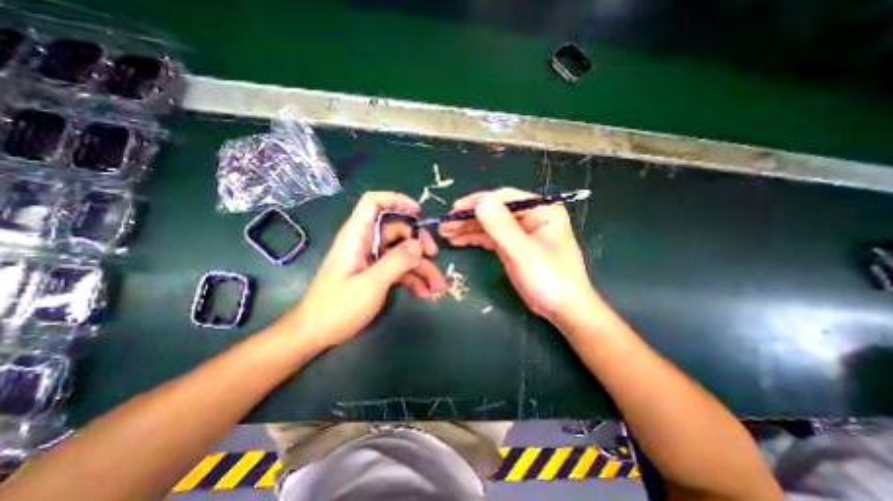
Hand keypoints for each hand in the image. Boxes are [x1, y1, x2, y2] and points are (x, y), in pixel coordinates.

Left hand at [279, 193, 446, 351]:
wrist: (315, 334)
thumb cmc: (337, 308)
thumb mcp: (370, 285)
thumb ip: (396, 262)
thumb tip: (418, 244)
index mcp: (356, 236)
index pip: (373, 203)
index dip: (395, 200)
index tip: (417, 212)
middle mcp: (365, 243)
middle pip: (396, 229)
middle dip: (418, 241)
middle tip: (433, 255)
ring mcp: (372, 260)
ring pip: (402, 252)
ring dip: (421, 267)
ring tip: (437, 287)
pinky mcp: (376, 274)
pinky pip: (399, 270)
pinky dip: (413, 279)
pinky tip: (424, 293)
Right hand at [440, 187, 599, 324]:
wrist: (562, 309)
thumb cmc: (550, 278)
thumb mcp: (524, 252)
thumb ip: (502, 227)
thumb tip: (481, 202)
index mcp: (541, 209)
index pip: (505, 198)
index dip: (478, 201)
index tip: (455, 209)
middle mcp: (529, 216)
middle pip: (494, 211)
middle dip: (468, 217)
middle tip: (445, 223)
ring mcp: (519, 232)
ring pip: (489, 224)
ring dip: (467, 228)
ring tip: (445, 232)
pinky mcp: (512, 246)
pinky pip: (490, 238)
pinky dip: (473, 238)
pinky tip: (457, 240)